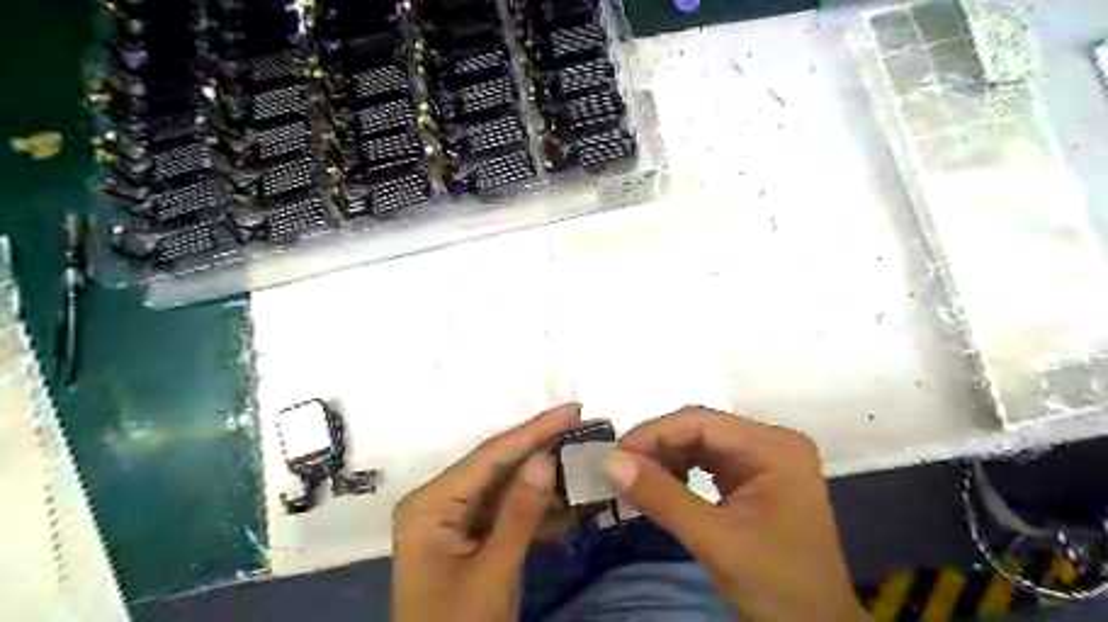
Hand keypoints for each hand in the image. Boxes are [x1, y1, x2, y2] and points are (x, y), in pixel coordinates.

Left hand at [391, 403, 580, 621]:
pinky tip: (571, 507)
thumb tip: (546, 457)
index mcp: (431, 503)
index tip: (572, 410)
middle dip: (543, 451)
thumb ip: (518, 512)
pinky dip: (538, 514)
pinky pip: (508, 515)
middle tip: (585, 430)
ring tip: (586, 464)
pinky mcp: (471, 538)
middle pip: (499, 467)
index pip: (490, 456)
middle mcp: (440, 501)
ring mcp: (455, 520)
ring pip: (507, 490)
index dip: (534, 430)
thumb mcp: (492, 572)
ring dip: (546, 484)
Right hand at [603, 407, 858, 621]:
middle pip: (700, 430)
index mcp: (774, 446)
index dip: (653, 434)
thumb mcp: (716, 540)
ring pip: (700, 445)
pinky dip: (679, 474)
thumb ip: (661, 497)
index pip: (701, 422)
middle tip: (618, 469)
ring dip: (665, 460)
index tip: (613, 457)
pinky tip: (661, 487)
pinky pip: (708, 464)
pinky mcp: (755, 479)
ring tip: (634, 479)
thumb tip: (607, 462)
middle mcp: (771, 443)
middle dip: (657, 448)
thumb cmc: (777, 586)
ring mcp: (764, 460)